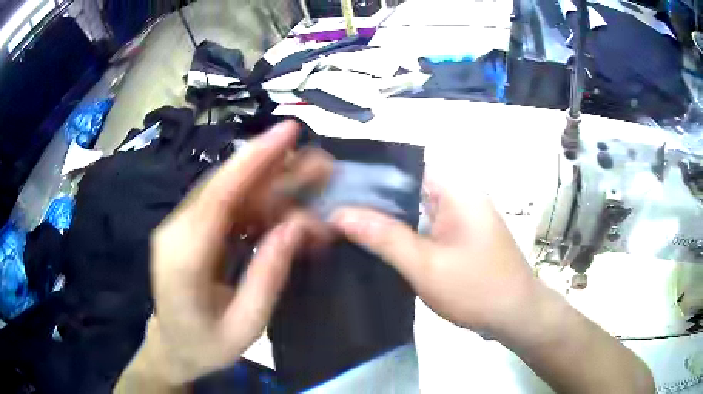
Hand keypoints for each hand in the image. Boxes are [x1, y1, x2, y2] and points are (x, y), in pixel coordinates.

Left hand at [148, 121, 331, 383]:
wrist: (173, 348)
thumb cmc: (206, 346)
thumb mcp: (245, 325)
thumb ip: (269, 275)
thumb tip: (298, 225)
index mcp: (184, 255)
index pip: (220, 194)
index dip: (254, 158)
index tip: (288, 131)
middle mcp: (178, 229)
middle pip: (227, 184)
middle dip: (274, 167)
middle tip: (320, 162)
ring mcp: (183, 227)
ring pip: (231, 192)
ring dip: (272, 184)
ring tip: (313, 181)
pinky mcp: (192, 230)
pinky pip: (229, 208)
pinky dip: (261, 205)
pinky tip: (288, 209)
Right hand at [331, 177, 654, 393]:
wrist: (516, 316)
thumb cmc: (477, 289)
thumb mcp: (426, 266)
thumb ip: (383, 237)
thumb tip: (339, 212)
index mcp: (455, 188)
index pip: (403, 164)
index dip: (366, 172)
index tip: (333, 186)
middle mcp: (458, 193)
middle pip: (406, 185)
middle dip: (370, 196)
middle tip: (330, 207)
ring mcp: (460, 213)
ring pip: (413, 206)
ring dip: (384, 215)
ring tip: (342, 221)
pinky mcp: (458, 233)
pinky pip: (423, 223)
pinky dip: (400, 230)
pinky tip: (374, 241)